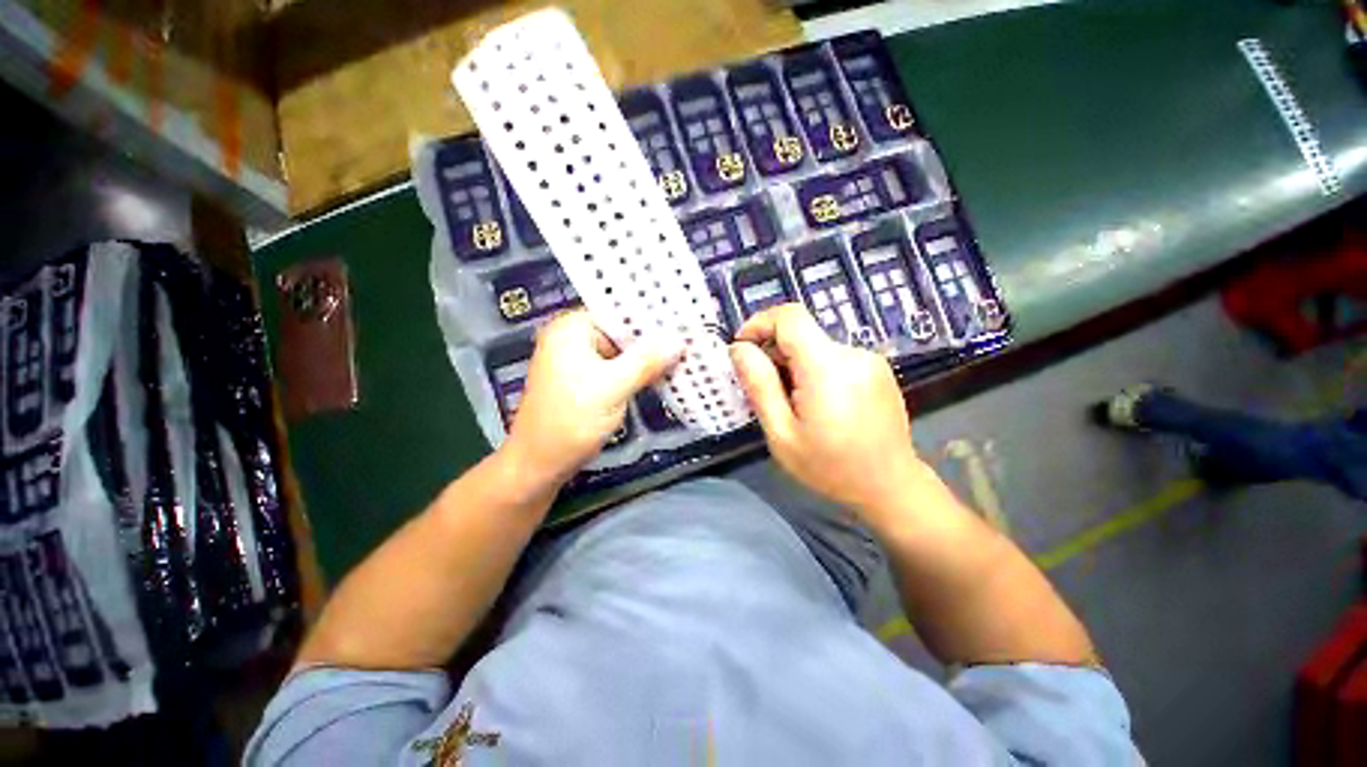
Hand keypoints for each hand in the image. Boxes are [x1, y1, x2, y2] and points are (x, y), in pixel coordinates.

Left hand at [502, 310, 681, 485]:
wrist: (539, 465)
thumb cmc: (570, 422)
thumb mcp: (612, 388)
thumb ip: (646, 362)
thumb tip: (679, 340)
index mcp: (572, 328)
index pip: (619, 310)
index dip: (652, 315)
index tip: (685, 319)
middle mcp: (574, 337)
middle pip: (622, 330)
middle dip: (654, 338)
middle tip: (691, 338)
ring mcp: (579, 359)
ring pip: (623, 351)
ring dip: (649, 357)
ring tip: (685, 353)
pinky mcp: (586, 379)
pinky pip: (618, 367)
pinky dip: (638, 371)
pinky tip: (663, 373)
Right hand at [730, 303, 922, 518]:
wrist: (891, 487)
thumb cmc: (830, 467)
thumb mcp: (781, 433)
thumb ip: (759, 385)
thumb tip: (739, 349)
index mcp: (827, 367)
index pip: (789, 316)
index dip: (759, 324)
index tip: (742, 349)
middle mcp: (852, 353)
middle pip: (801, 333)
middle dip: (773, 352)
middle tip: (764, 390)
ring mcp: (869, 359)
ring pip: (815, 345)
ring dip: (793, 364)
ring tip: (791, 403)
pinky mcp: (877, 369)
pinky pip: (833, 357)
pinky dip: (813, 369)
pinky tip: (816, 403)